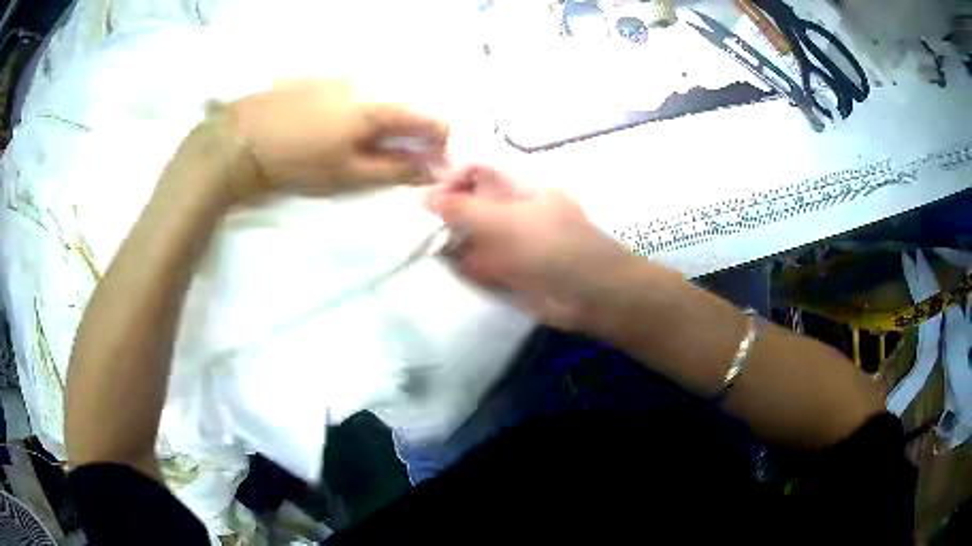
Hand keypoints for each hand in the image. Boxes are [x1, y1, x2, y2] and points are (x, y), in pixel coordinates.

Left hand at [223, 79, 447, 200]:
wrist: (243, 138)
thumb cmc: (298, 161)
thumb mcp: (348, 174)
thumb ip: (394, 169)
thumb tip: (430, 168)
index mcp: (379, 108)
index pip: (432, 119)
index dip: (440, 144)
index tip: (430, 165)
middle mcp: (368, 84)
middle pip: (406, 109)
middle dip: (409, 136)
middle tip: (391, 162)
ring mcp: (343, 78)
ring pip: (380, 101)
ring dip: (383, 125)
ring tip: (358, 148)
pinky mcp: (321, 79)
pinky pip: (356, 95)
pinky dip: (359, 113)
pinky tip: (335, 130)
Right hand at [425, 164, 636, 329]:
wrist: (590, 295)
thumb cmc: (553, 248)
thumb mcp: (506, 222)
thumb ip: (464, 209)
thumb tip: (425, 197)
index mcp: (517, 186)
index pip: (476, 169)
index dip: (450, 177)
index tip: (426, 199)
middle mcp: (510, 209)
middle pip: (470, 201)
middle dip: (444, 211)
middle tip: (415, 226)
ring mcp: (508, 240)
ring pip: (470, 233)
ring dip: (449, 240)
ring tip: (421, 247)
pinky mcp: (506, 269)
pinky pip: (476, 261)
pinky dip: (460, 264)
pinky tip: (442, 267)